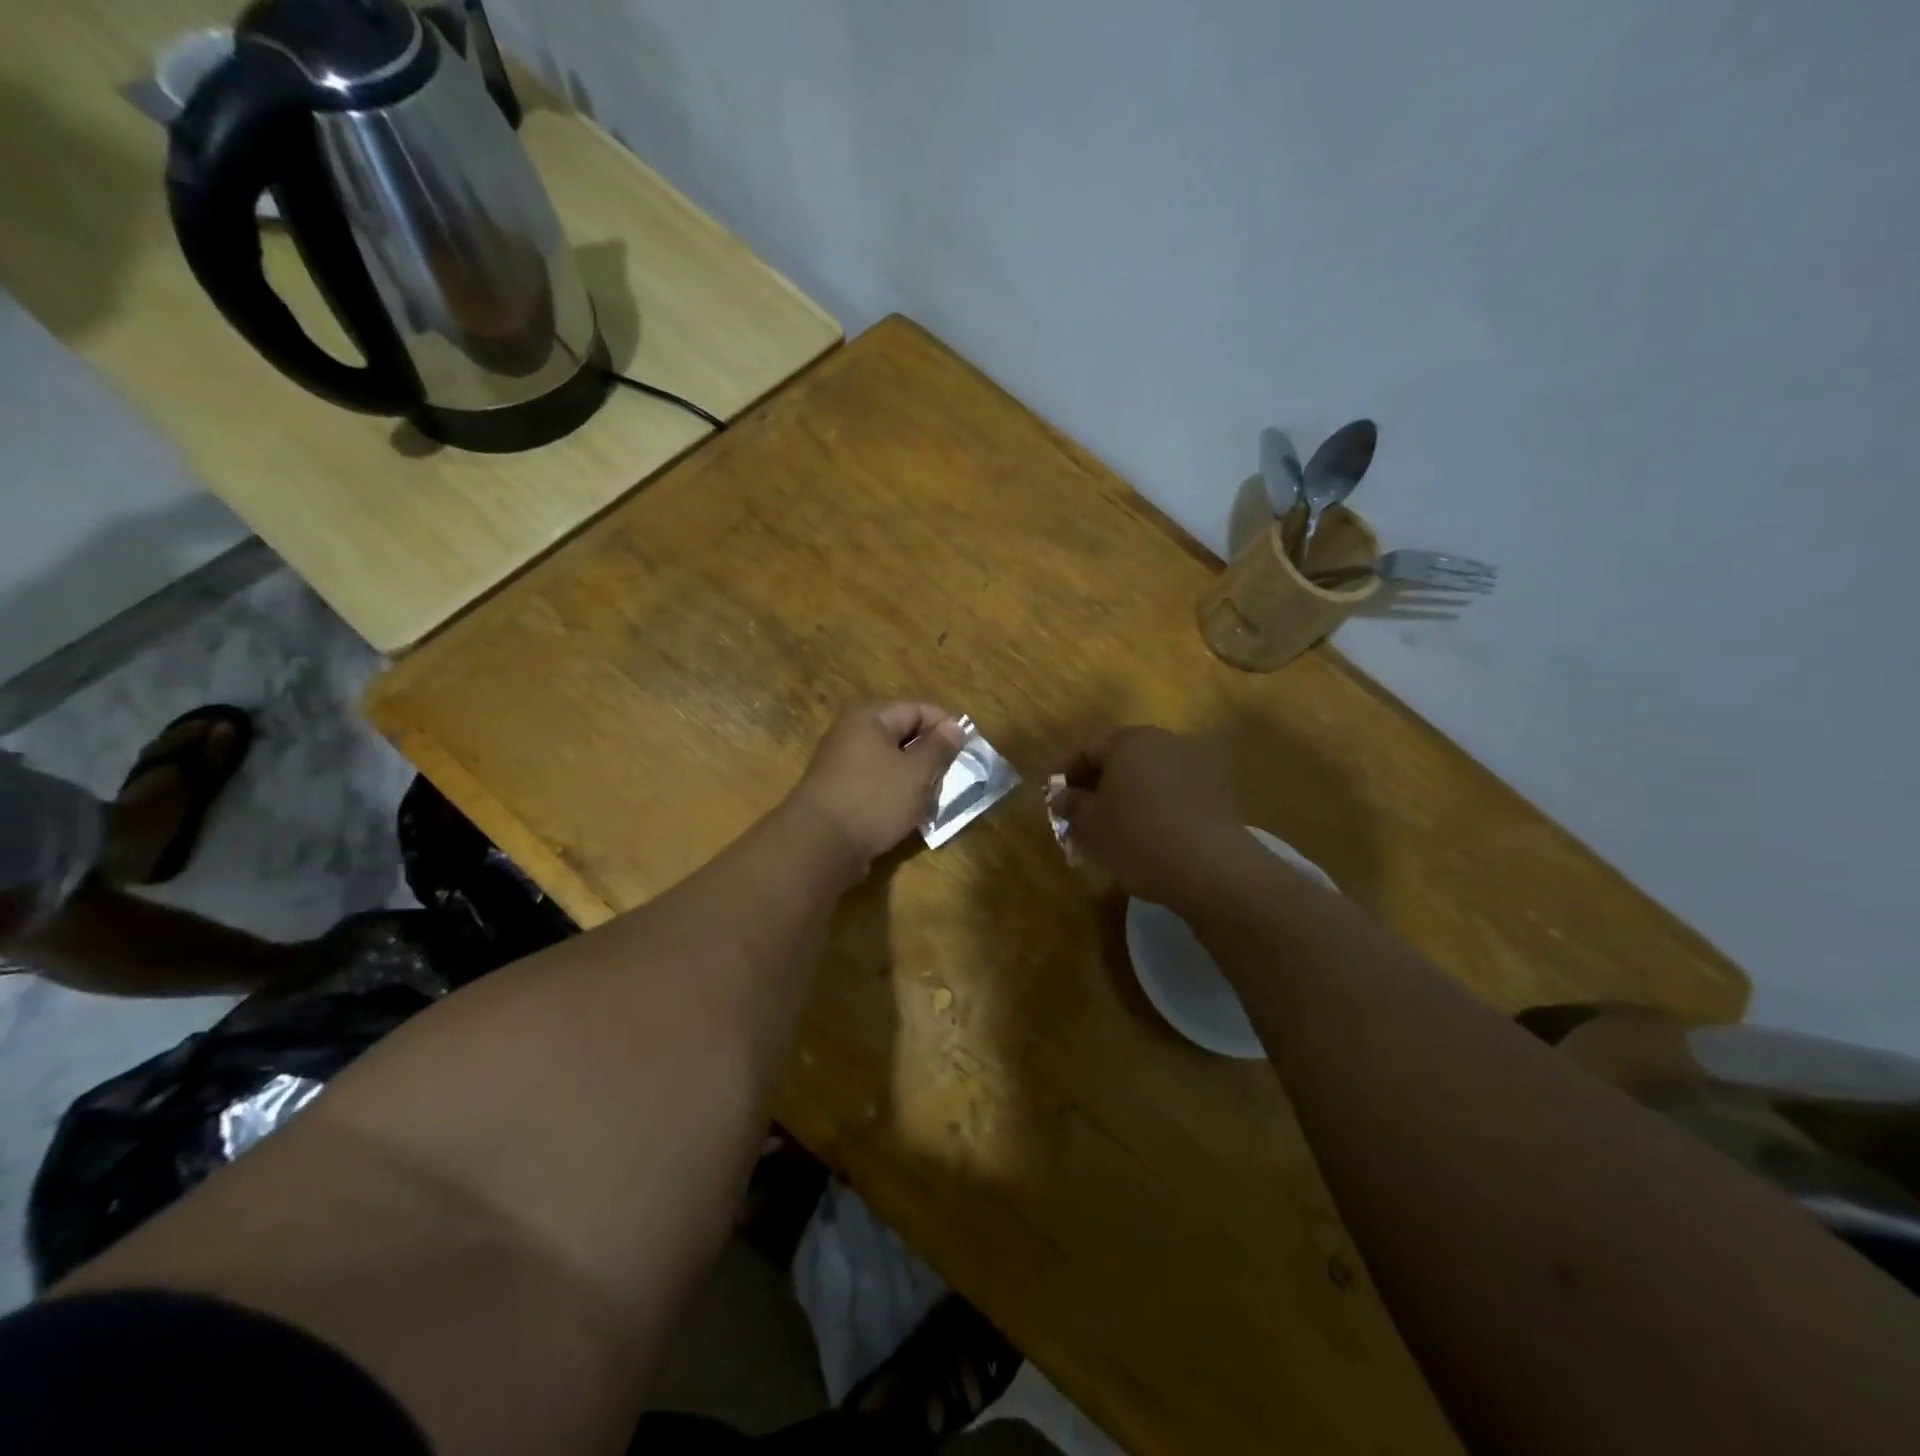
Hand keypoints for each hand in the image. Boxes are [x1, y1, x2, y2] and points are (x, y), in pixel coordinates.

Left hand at [789, 703, 965, 881]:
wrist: (820, 844)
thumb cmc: (874, 799)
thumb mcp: (917, 772)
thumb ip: (939, 748)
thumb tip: (955, 727)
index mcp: (870, 718)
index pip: (917, 709)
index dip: (945, 726)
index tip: (968, 749)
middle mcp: (852, 735)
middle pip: (902, 735)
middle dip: (930, 755)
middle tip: (953, 776)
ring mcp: (842, 765)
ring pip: (890, 763)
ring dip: (914, 778)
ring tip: (934, 798)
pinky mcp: (840, 793)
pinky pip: (876, 784)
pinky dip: (896, 795)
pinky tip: (910, 813)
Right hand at [1054, 727, 1248, 905]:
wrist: (1210, 867)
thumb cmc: (1137, 836)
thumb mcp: (1090, 824)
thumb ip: (1071, 805)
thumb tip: (1061, 797)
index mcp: (1130, 740)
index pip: (1087, 749)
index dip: (1064, 773)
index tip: (1051, 798)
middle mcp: (1165, 741)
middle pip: (1120, 759)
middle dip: (1096, 784)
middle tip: (1078, 814)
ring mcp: (1196, 764)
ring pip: (1147, 776)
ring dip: (1125, 796)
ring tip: (1110, 828)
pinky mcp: (1216, 791)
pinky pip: (1171, 792)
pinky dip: (1152, 806)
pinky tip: (1145, 834)